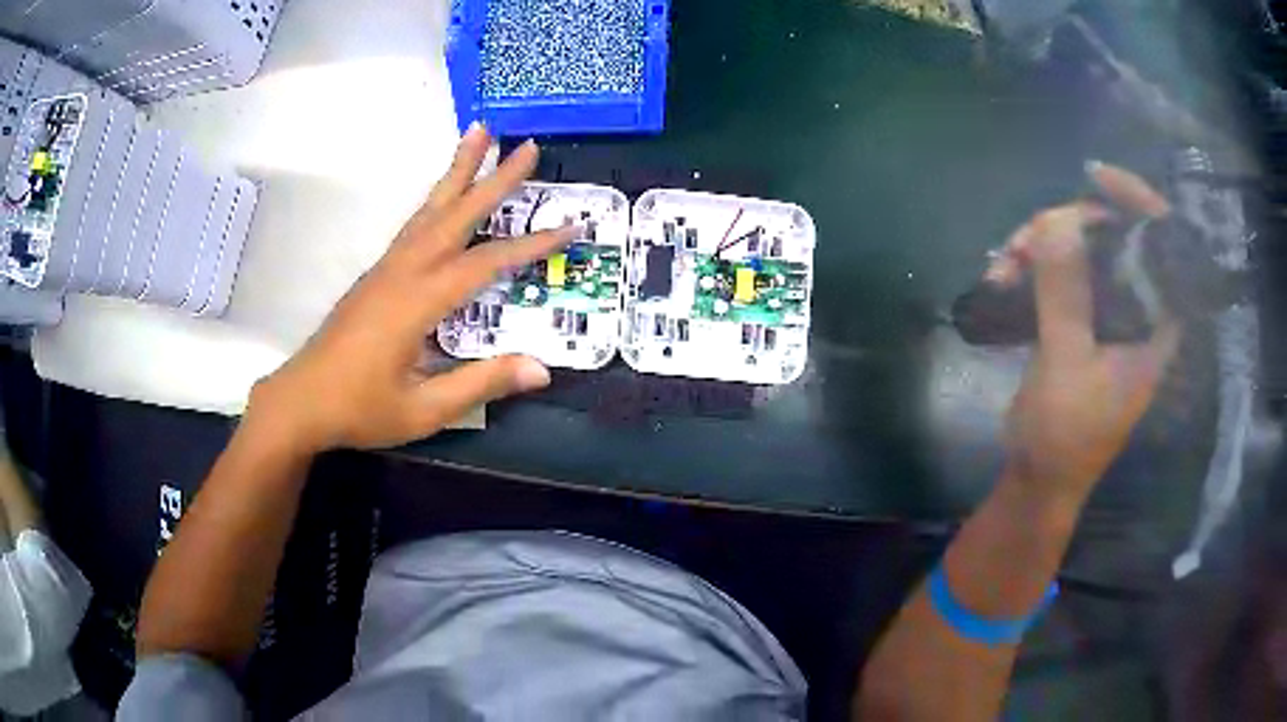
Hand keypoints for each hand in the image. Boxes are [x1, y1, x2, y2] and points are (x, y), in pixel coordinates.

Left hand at [248, 124, 573, 452]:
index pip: (486, 263)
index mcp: (418, 301)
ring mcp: (386, 267)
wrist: (301, 400)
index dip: (532, 245)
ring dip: (458, 170)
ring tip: (480, 134)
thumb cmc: (360, 408)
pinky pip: (414, 223)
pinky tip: (445, 195)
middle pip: (456, 213)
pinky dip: (436, 198)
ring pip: (429, 208)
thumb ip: (481, 384)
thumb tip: (542, 369)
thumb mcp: (424, 410)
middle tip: (527, 145)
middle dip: (494, 178)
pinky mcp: (376, 273)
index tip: (571, 225)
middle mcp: (403, 271)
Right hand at [986, 162, 1180, 502]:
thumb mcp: (1066, 366)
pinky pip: (1058, 270)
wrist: (1039, 477)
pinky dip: (1029, 265)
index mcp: (1155, 324)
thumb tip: (1055, 219)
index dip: (1136, 200)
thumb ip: (1066, 295)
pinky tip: (1000, 277)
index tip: (1094, 176)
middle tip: (1024, 239)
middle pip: (1114, 236)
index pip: (1163, 245)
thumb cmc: (1066, 438)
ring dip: (1039, 246)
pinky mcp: (1079, 318)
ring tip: (1002, 266)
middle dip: (1068, 225)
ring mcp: (1106, 312)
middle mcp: (1137, 310)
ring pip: (1081, 249)